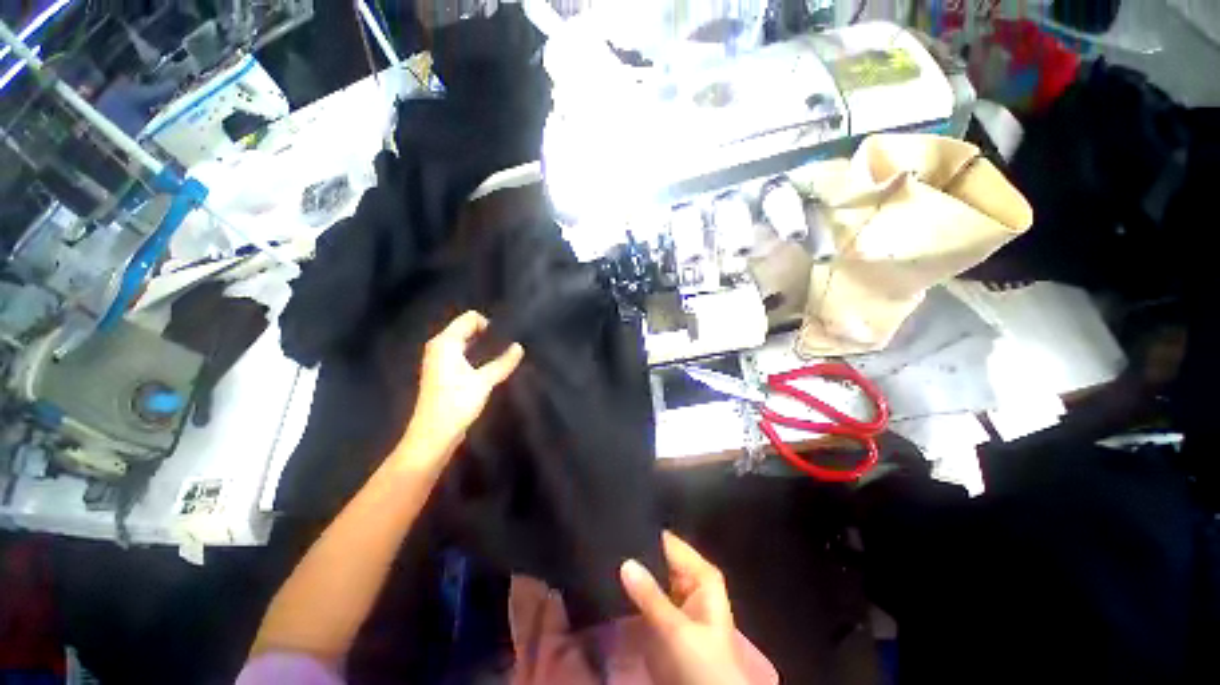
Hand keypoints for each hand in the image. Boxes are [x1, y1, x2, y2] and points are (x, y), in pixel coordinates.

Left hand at [400, 311, 523, 460]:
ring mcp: (438, 359)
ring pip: (462, 341)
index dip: (488, 322)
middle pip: (465, 328)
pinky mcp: (441, 372)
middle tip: (507, 339)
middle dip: (485, 331)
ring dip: (480, 343)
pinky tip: (487, 362)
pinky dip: (473, 352)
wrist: (433, 433)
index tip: (506, 333)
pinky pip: (460, 352)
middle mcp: (439, 346)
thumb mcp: (484, 381)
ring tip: (501, 349)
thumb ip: (503, 363)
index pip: (468, 319)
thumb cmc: (457, 403)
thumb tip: (519, 347)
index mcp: (445, 343)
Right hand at [620, 532, 750, 684]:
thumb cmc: (702, 664)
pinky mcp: (663, 619)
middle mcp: (689, 581)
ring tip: (606, 559)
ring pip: (650, 577)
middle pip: (659, 558)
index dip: (646, 534)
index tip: (621, 528)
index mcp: (701, 574)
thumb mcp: (676, 629)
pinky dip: (631, 593)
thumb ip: (650, 595)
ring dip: (632, 574)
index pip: (670, 542)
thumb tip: (625, 561)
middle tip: (609, 544)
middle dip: (636, 554)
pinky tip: (611, 582)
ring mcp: (675, 600)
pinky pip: (645, 597)